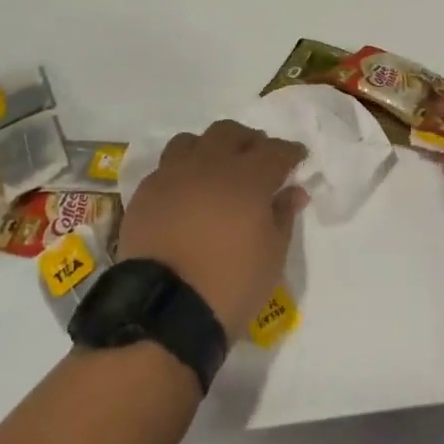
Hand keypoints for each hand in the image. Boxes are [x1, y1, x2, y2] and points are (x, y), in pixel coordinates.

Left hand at [119, 120, 307, 342]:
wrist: (165, 310)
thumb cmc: (231, 284)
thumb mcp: (272, 256)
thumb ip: (283, 216)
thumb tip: (293, 191)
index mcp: (247, 178)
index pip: (275, 151)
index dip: (290, 152)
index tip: (298, 158)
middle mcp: (209, 165)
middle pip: (231, 133)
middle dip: (249, 141)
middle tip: (258, 160)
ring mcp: (172, 175)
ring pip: (192, 141)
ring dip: (210, 148)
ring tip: (216, 169)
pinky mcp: (145, 192)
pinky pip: (166, 166)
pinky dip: (182, 170)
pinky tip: (186, 192)